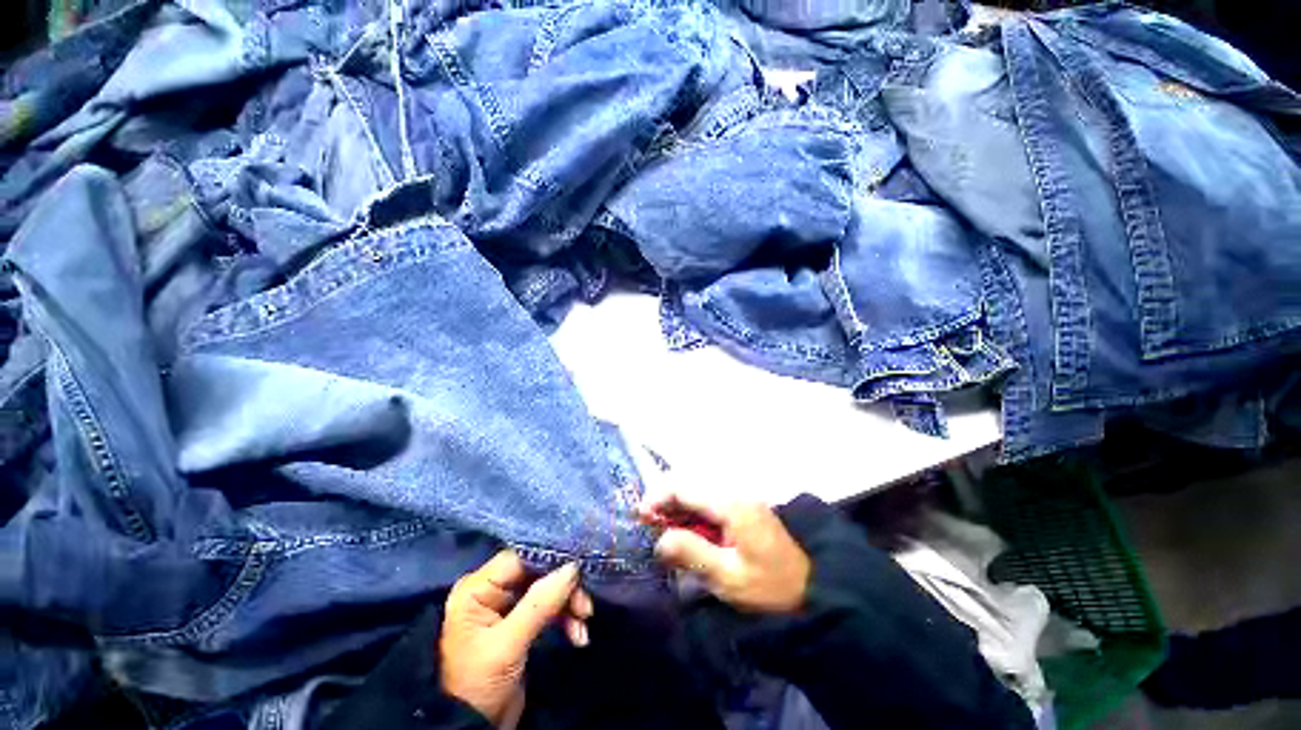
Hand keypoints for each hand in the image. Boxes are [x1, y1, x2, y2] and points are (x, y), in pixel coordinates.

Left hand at [440, 551, 592, 728]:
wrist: (471, 729)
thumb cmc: (478, 685)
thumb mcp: (508, 645)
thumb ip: (540, 604)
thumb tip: (572, 568)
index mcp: (478, 588)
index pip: (520, 558)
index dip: (550, 560)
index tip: (579, 569)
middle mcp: (492, 590)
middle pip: (538, 572)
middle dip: (564, 588)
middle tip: (585, 606)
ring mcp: (506, 606)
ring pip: (547, 589)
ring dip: (569, 604)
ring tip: (584, 624)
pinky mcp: (520, 622)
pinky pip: (548, 607)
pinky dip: (565, 618)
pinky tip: (578, 635)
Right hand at [639, 490, 810, 613]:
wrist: (811, 591)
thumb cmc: (769, 588)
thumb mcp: (728, 578)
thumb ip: (692, 553)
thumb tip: (660, 540)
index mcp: (732, 505)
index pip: (686, 487)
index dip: (659, 497)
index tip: (640, 515)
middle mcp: (735, 494)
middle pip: (690, 484)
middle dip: (665, 499)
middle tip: (648, 523)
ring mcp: (740, 500)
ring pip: (698, 491)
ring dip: (676, 505)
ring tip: (661, 527)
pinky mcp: (742, 509)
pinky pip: (708, 502)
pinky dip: (690, 512)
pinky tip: (684, 529)